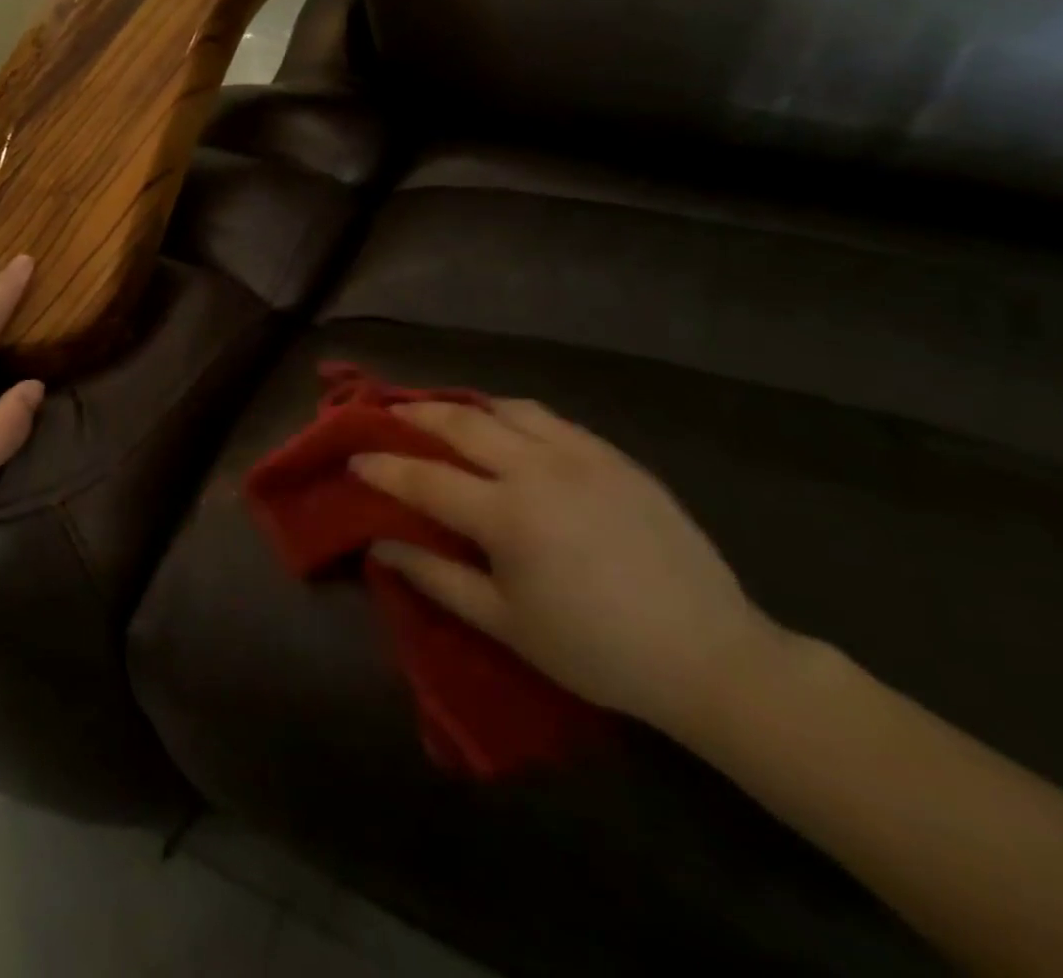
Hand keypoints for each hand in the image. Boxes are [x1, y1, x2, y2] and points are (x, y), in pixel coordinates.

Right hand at [352, 400, 783, 734]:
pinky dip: (515, 415)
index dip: (382, 467)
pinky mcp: (615, 456)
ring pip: (508, 408)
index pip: (424, 478)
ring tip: (446, 413)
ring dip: (467, 406)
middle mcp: (538, 469)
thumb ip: (436, 576)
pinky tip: (511, 429)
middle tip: (387, 412)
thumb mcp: (504, 623)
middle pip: (461, 424)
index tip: (354, 457)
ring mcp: (582, 455)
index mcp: (507, 515)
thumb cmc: (595, 650)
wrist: (709, 655)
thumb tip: (379, 544)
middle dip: (416, 415)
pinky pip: (552, 419)